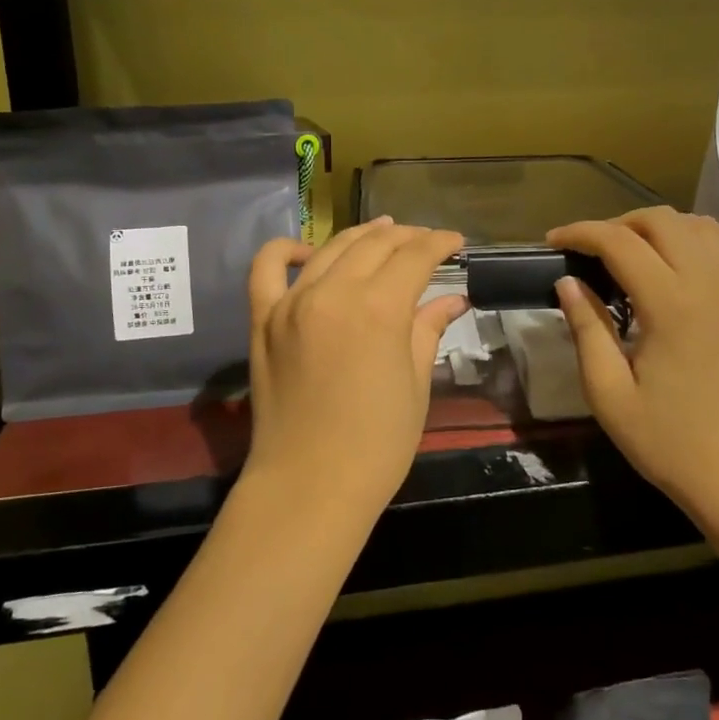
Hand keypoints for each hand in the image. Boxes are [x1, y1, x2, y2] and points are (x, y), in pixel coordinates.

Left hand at [245, 218, 468, 512]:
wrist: (309, 486)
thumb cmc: (377, 445)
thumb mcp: (416, 385)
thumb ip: (429, 330)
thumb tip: (452, 299)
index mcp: (379, 309)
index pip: (415, 257)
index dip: (439, 243)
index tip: (456, 242)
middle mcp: (333, 292)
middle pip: (375, 245)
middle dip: (407, 237)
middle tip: (426, 242)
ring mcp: (292, 302)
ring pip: (330, 248)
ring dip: (361, 235)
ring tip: (384, 233)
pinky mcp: (263, 319)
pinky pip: (268, 267)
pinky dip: (288, 249)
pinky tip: (309, 251)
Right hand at [547, 206, 718, 513]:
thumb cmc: (668, 441)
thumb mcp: (609, 394)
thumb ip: (587, 330)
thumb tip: (567, 283)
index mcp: (671, 306)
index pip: (620, 242)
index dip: (581, 233)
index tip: (552, 242)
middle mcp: (708, 285)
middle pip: (661, 221)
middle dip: (616, 224)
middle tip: (587, 252)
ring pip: (695, 225)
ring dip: (655, 227)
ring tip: (626, 253)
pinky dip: (691, 237)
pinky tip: (670, 261)